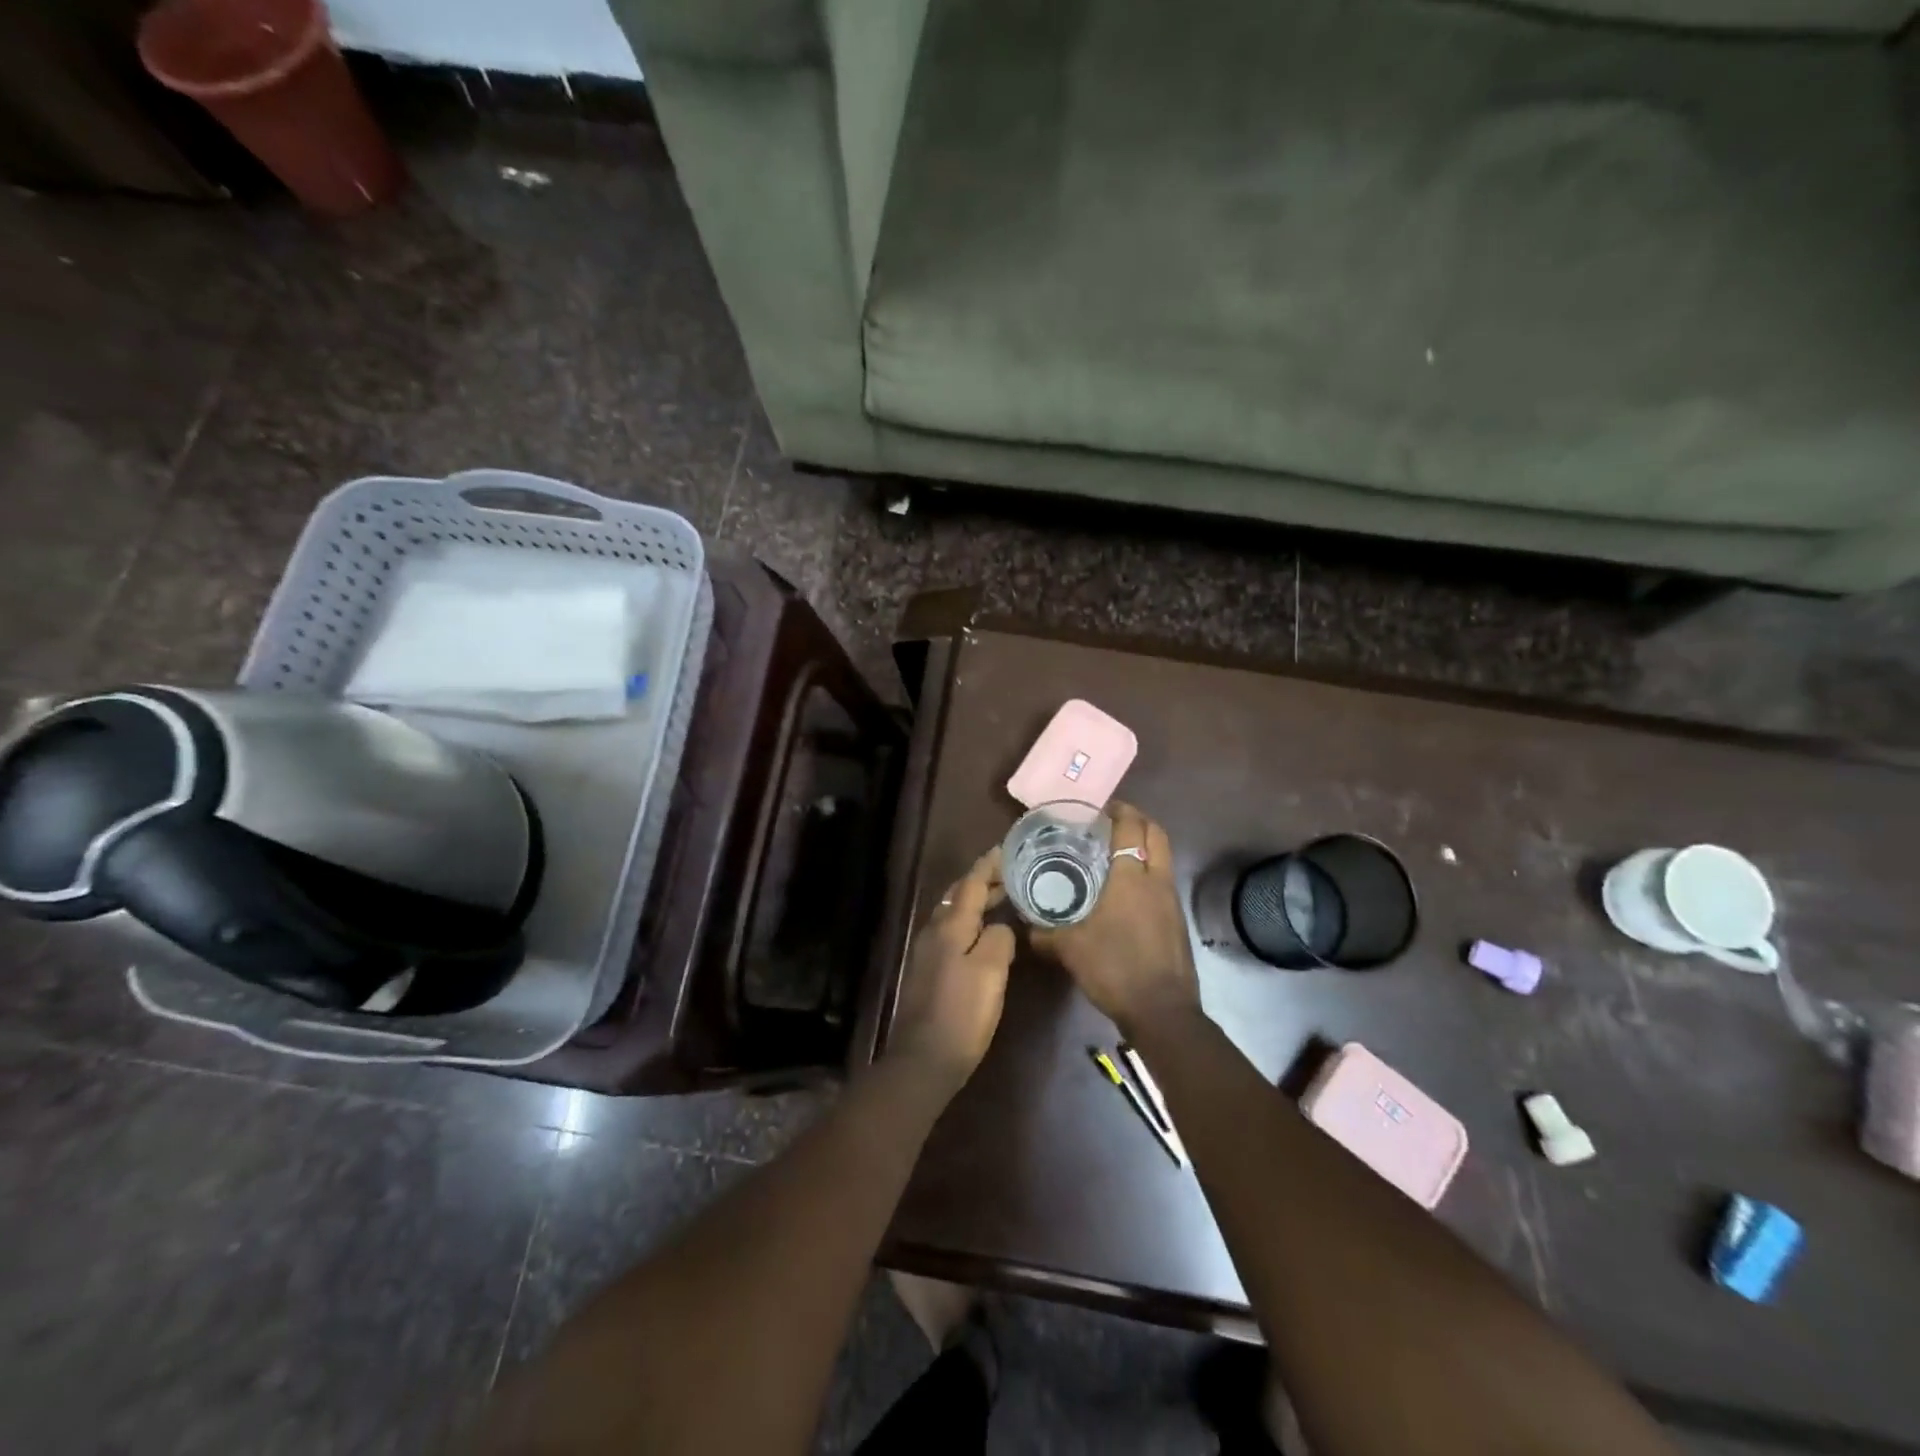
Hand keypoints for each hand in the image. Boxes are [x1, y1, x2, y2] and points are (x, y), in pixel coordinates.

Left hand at [889, 848, 1015, 1090]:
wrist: (925, 1059)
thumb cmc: (962, 1012)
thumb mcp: (990, 971)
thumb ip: (998, 938)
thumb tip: (1000, 927)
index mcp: (951, 926)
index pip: (971, 883)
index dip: (989, 865)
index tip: (1007, 848)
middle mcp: (936, 931)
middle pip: (961, 896)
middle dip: (984, 881)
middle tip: (1013, 873)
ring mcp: (929, 951)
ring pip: (955, 913)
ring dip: (978, 901)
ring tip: (1004, 898)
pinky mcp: (931, 970)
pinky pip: (954, 932)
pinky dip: (972, 922)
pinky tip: (986, 933)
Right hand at [1031, 802, 1200, 1036]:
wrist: (1162, 1011)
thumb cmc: (1114, 968)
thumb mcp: (1069, 949)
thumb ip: (1044, 933)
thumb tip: (1025, 927)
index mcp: (1130, 877)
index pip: (1130, 827)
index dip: (1118, 810)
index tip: (1100, 807)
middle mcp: (1156, 880)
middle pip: (1156, 833)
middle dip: (1138, 820)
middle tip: (1112, 822)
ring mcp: (1172, 900)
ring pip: (1164, 857)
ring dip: (1146, 846)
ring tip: (1117, 853)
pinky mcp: (1178, 921)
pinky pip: (1164, 881)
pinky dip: (1149, 872)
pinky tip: (1128, 891)